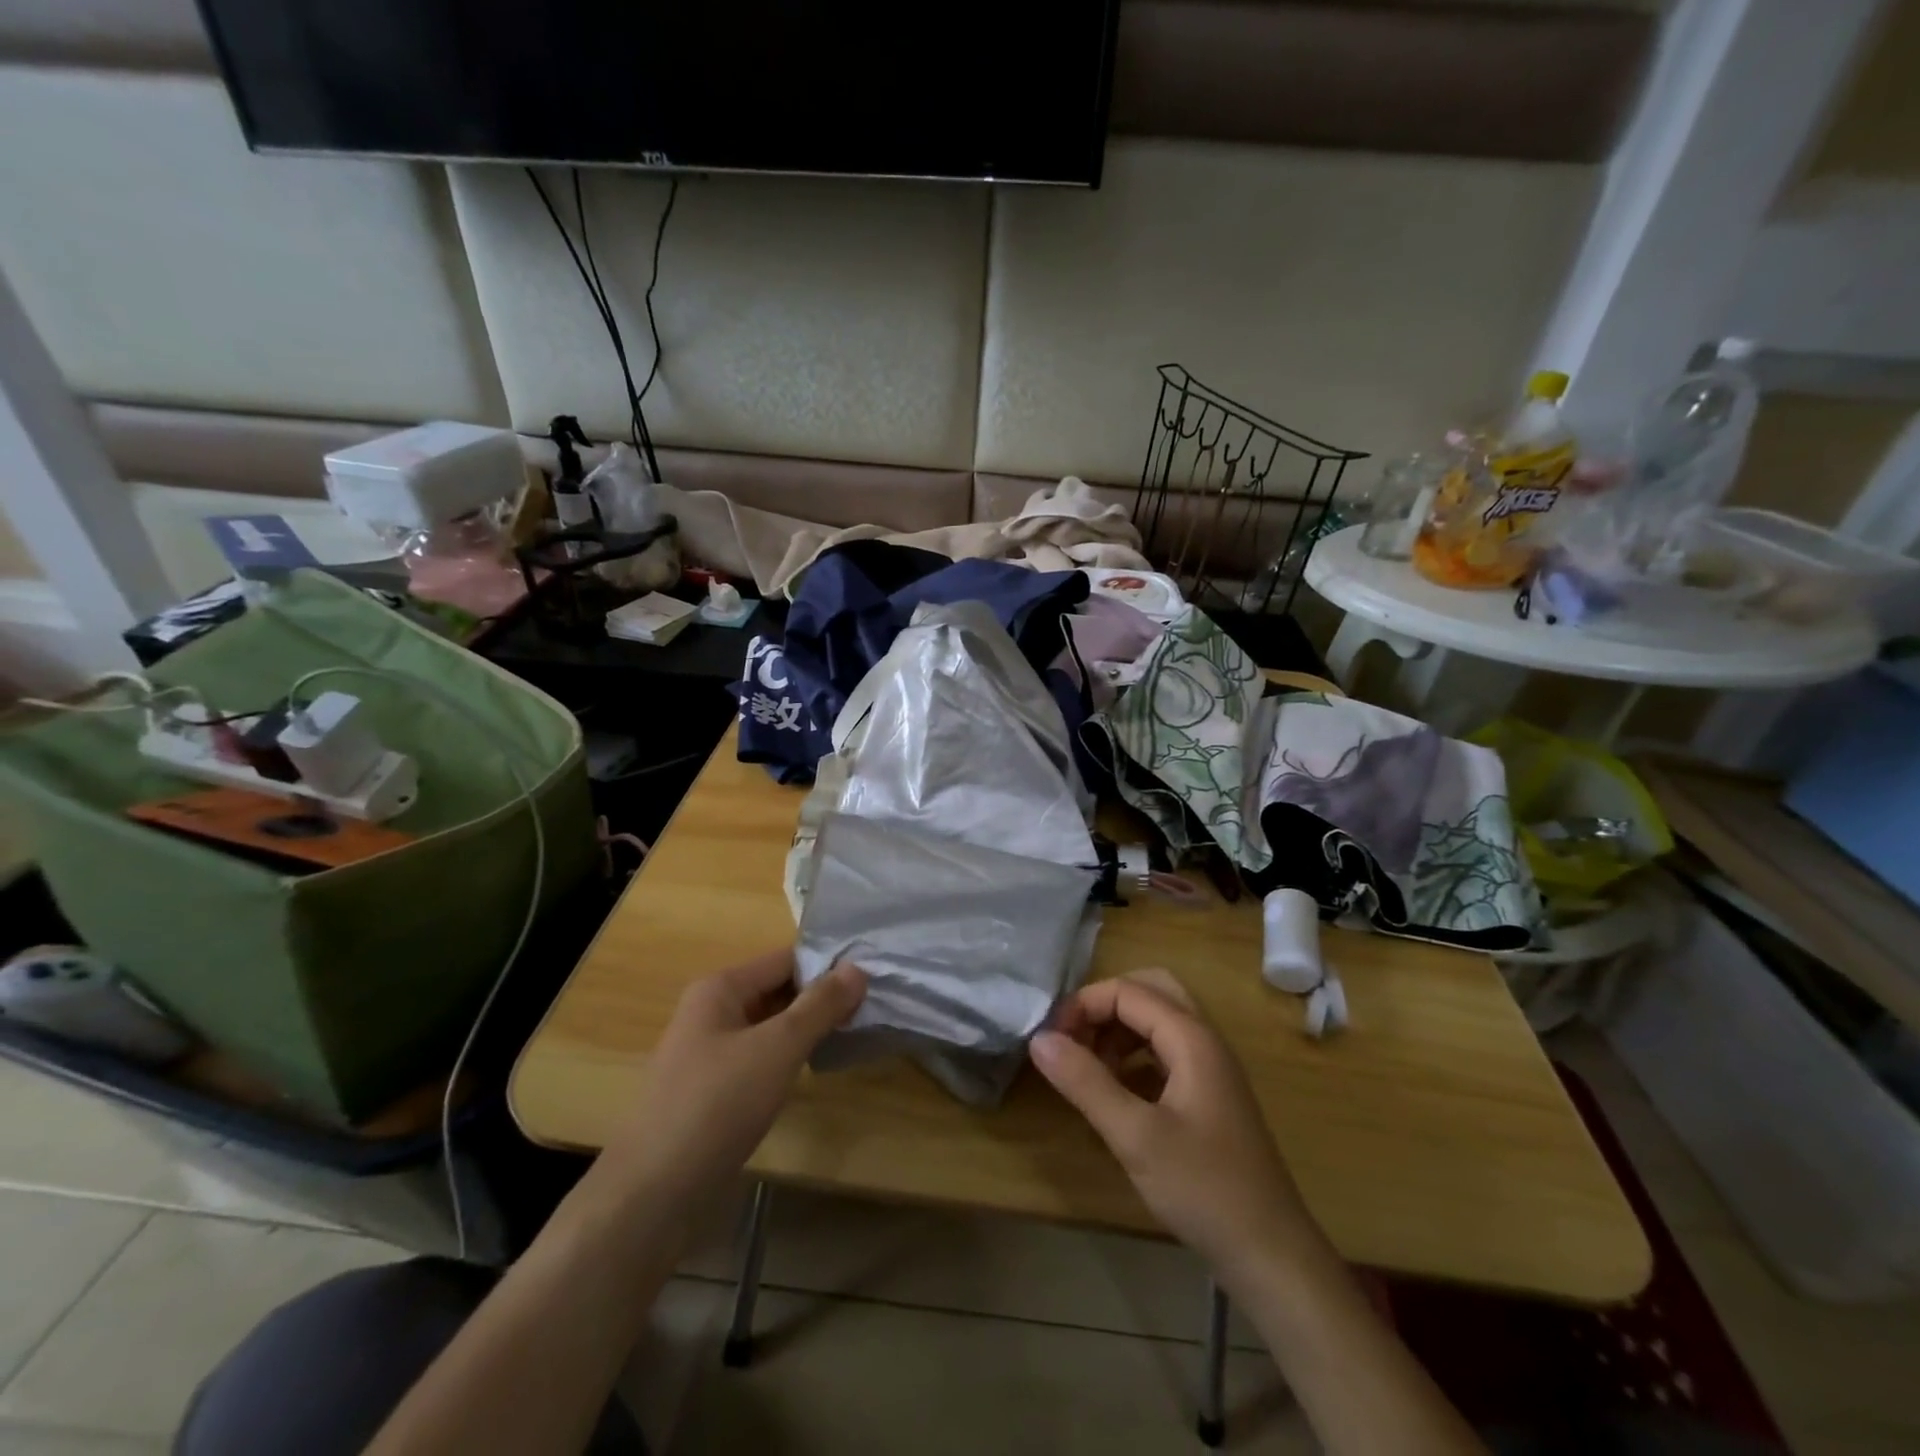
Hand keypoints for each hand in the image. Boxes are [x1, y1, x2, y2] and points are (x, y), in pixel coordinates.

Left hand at [601, 950, 865, 1206]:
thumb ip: (819, 1006)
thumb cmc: (716, 1105)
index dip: (827, 965)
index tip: (872, 979)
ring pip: (770, 1027)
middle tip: (870, 1008)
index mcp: (720, 989)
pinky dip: (788, 1058)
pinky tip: (815, 1069)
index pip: (785, 959)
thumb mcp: (777, 1048)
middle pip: (777, 990)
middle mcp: (711, 1012)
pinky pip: (760, 1059)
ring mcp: (710, 1054)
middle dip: (820, 998)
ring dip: (807, 1029)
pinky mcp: (713, 1091)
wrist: (652, 1195)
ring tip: (853, 1034)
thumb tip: (858, 968)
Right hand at [1029, 969, 1314, 1283]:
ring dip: (1118, 1030)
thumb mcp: (1135, 1136)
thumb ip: (1085, 1082)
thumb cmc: (1204, 1189)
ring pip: (1158, 1021)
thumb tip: (1039, 1039)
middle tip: (1072, 1039)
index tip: (1051, 1040)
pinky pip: (1166, 1052)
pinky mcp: (1209, 1096)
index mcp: (1192, 1038)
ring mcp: (1211, 1068)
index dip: (1084, 1005)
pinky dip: (1135, 1056)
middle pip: (1150, 991)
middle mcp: (1205, 1040)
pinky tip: (1116, 1091)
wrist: (1272, 1255)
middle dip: (1105, 1006)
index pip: (1128, 991)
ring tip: (1088, 1068)